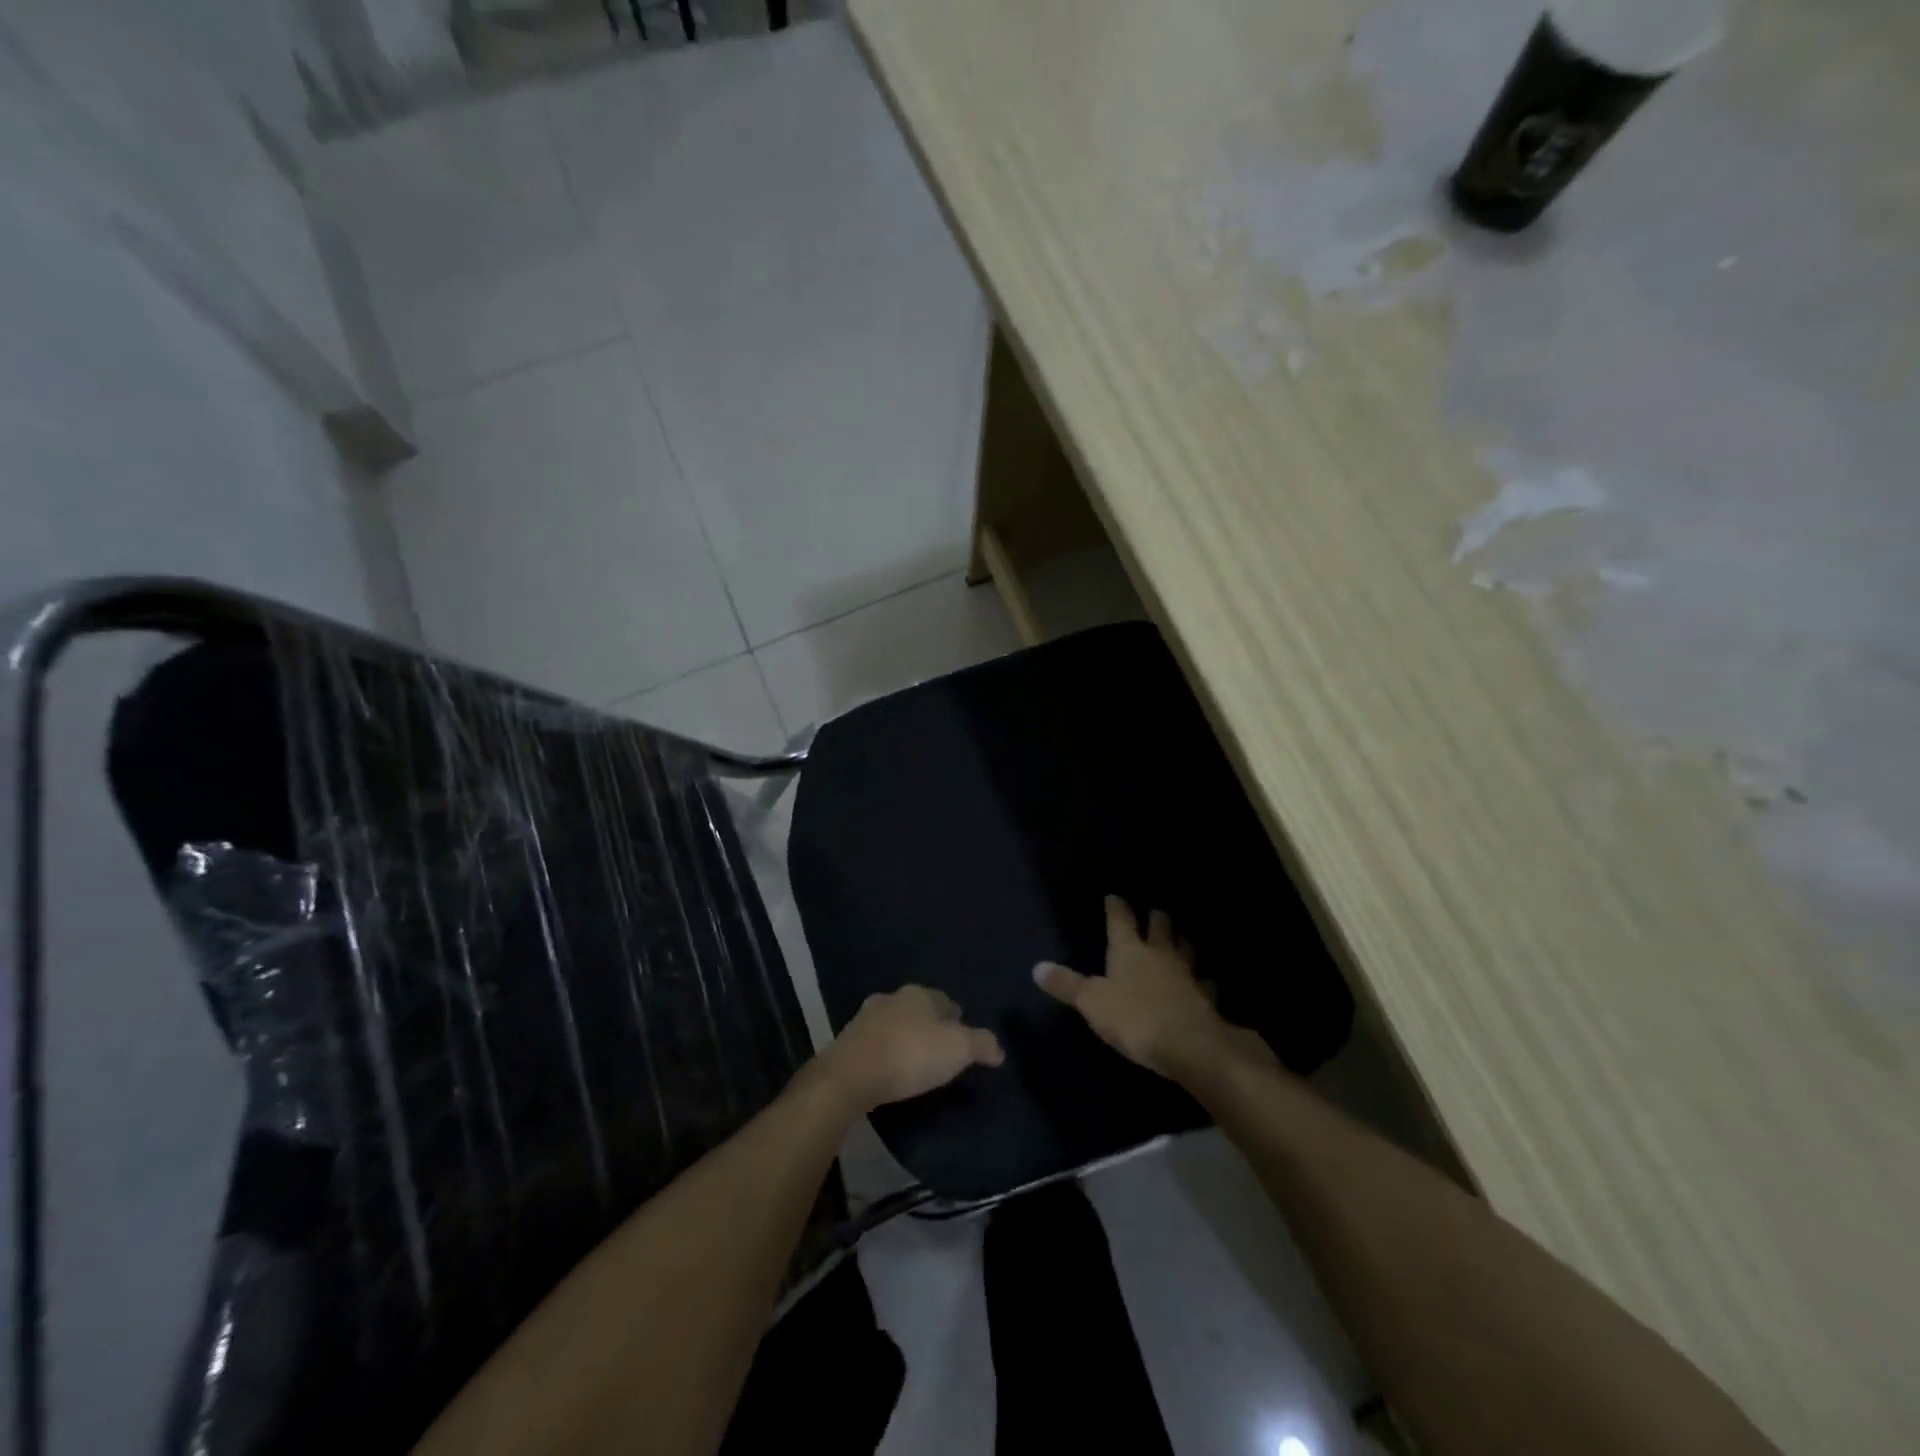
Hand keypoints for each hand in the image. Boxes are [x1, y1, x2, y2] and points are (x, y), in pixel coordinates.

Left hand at [818, 985, 1004, 1112]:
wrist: (851, 1075)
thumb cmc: (911, 1054)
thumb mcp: (959, 1049)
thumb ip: (982, 1044)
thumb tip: (999, 1049)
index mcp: (920, 994)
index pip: (947, 1002)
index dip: (959, 1021)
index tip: (965, 1042)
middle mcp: (893, 997)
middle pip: (920, 1011)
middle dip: (930, 1028)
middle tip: (942, 1054)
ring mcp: (866, 1018)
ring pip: (896, 1025)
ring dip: (906, 1039)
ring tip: (916, 1065)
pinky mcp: (848, 1042)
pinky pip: (877, 1044)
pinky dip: (887, 1053)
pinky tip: (891, 1071)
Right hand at [1035, 895, 1257, 1079]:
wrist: (1189, 1045)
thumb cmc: (1134, 1018)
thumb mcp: (1091, 1002)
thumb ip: (1066, 985)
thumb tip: (1037, 967)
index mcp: (1129, 950)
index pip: (1120, 920)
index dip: (1116, 907)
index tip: (1114, 897)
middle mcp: (1159, 955)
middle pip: (1160, 928)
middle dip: (1156, 919)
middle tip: (1154, 912)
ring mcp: (1186, 974)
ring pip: (1186, 949)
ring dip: (1182, 942)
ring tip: (1180, 938)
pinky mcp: (1205, 998)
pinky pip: (1204, 983)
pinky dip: (1202, 980)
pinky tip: (1203, 982)